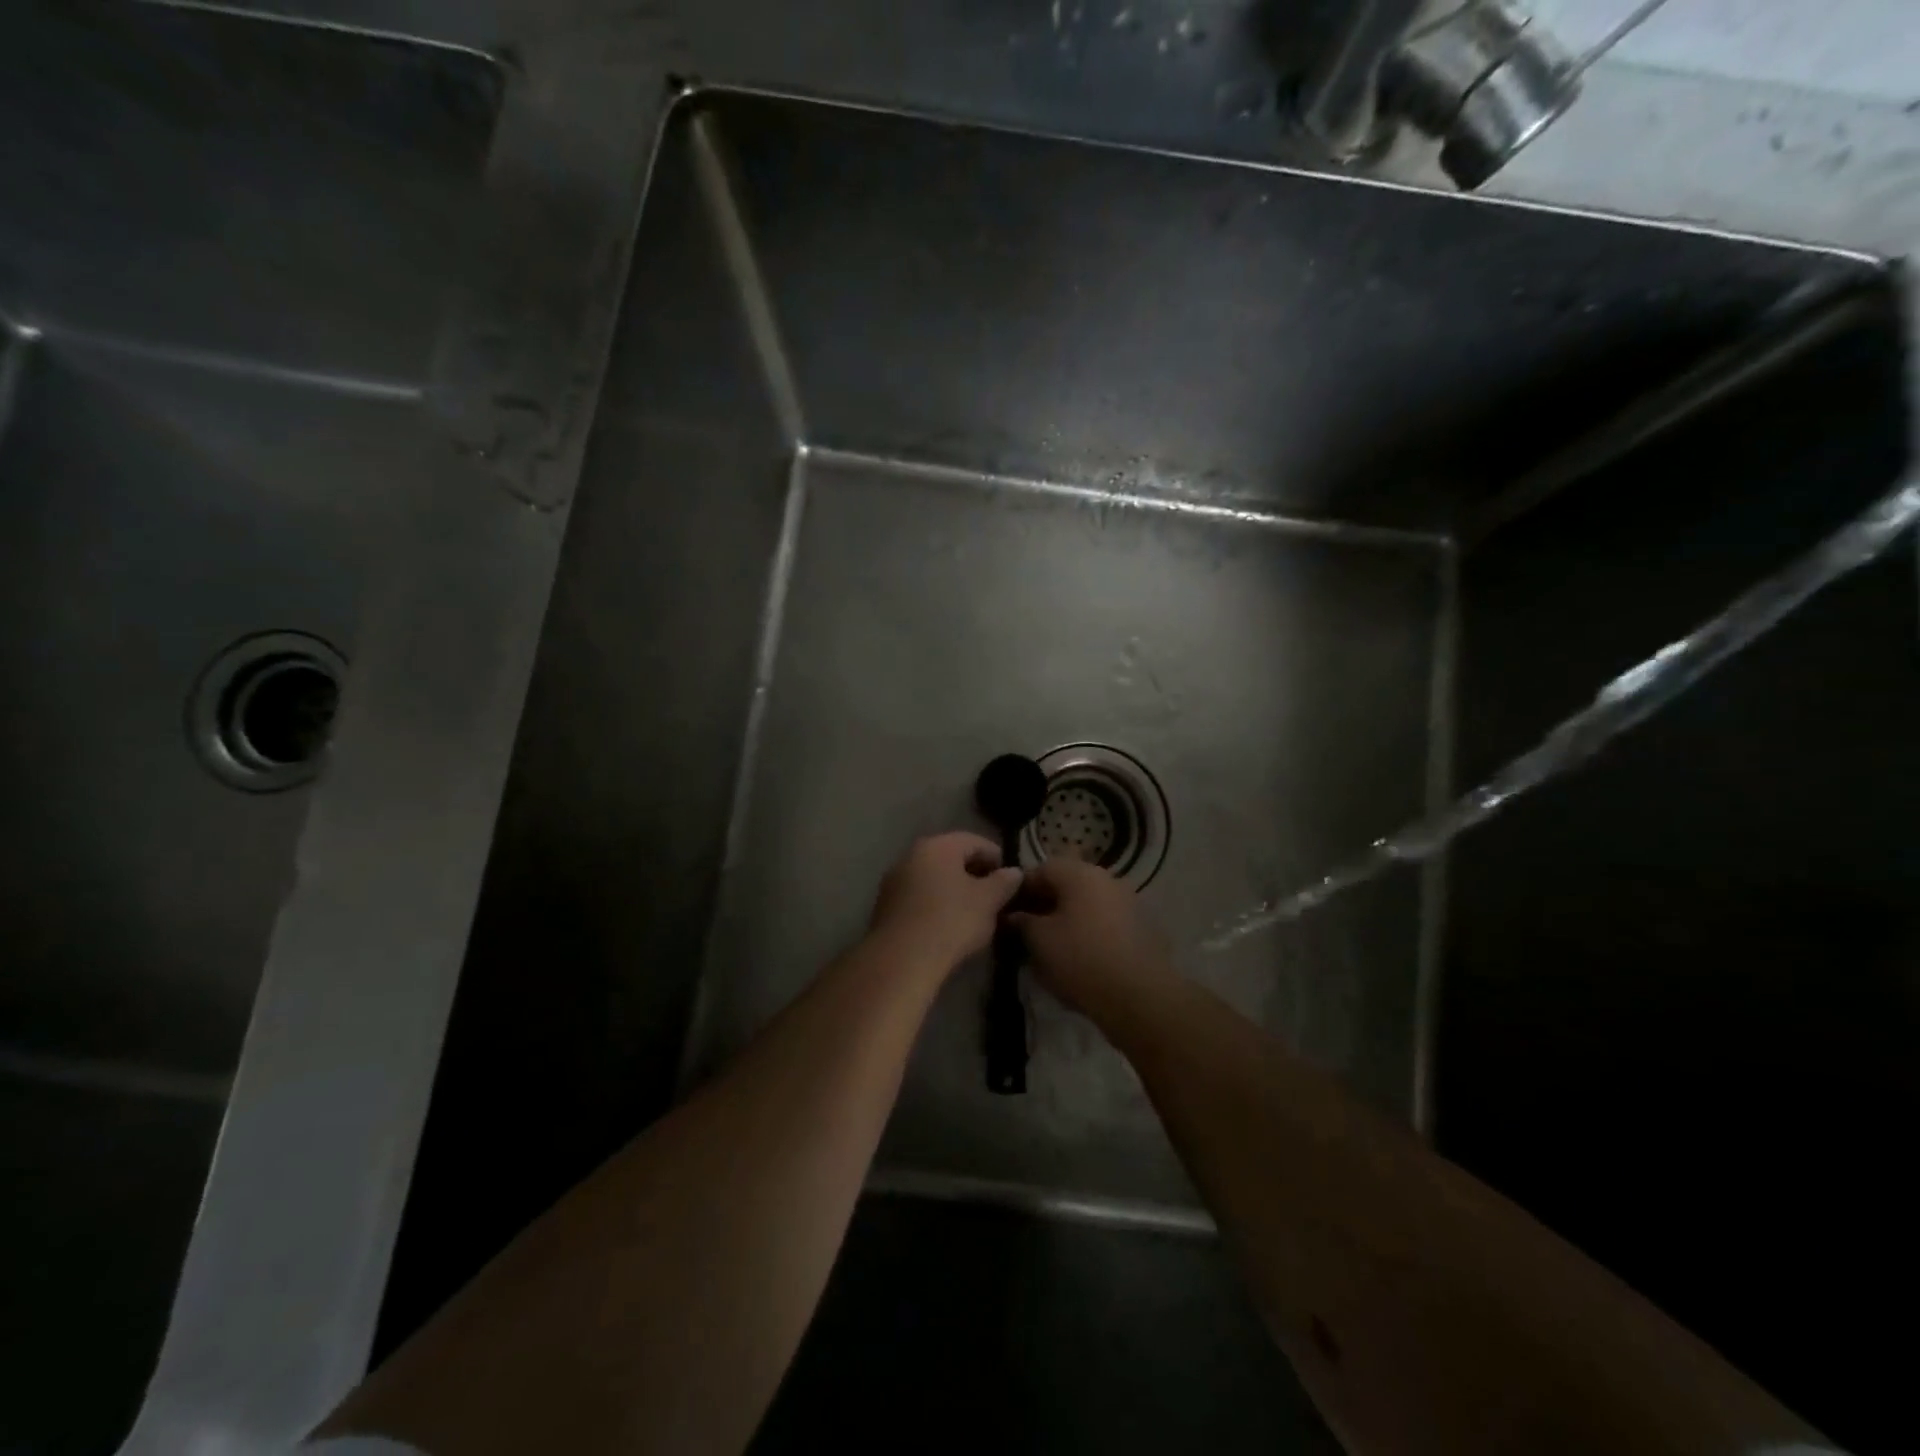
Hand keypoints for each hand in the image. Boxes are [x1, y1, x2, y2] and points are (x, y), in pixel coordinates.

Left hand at [868, 832, 1023, 975]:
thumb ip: (1004, 882)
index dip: (996, 857)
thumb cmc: (951, 921)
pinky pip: (919, 896)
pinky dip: (936, 903)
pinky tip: (947, 924)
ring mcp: (894, 880)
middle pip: (951, 857)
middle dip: (974, 873)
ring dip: (954, 889)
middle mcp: (911, 854)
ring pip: (933, 877)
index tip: (1010, 879)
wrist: (902, 959)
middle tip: (994, 896)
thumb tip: (1014, 872)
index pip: (974, 841)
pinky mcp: (885, 905)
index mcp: (938, 846)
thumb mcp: (988, 901)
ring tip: (973, 912)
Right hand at [1009, 858, 1176, 1027]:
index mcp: (1080, 873)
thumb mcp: (1038, 940)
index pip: (1040, 869)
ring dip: (1066, 918)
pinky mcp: (1140, 927)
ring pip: (1085, 903)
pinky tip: (1078, 956)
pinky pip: (1103, 920)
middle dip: (1043, 904)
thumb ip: (1021, 921)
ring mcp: (1127, 901)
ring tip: (1050, 946)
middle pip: (1066, 884)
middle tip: (1025, 931)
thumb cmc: (1080, 959)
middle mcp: (1106, 878)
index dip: (1019, 890)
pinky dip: (1087, 930)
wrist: (1139, 997)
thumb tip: (1013, 915)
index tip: (1007, 913)